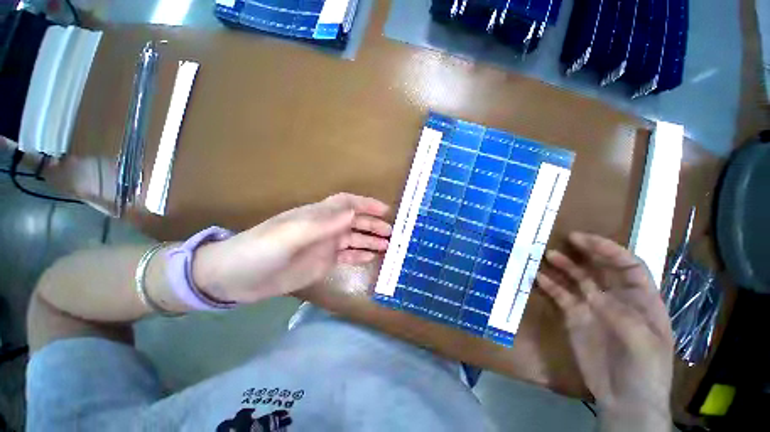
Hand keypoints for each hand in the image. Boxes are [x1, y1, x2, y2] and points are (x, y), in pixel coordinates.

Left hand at [192, 193, 391, 303]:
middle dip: (373, 225)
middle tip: (392, 233)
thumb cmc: (259, 251)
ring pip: (353, 239)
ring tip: (388, 246)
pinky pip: (346, 255)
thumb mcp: (289, 236)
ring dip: (370, 240)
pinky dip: (359, 254)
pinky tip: (371, 257)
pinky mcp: (322, 262)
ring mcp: (324, 245)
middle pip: (354, 221)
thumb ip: (322, 225)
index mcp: (317, 216)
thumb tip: (353, 214)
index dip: (366, 204)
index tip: (386, 210)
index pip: (347, 203)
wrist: (235, 278)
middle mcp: (324, 228)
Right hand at [536, 232, 673, 430]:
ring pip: (578, 279)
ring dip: (565, 266)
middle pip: (601, 268)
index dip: (610, 250)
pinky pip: (561, 296)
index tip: (586, 241)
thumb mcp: (643, 345)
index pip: (629, 267)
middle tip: (567, 239)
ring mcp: (593, 308)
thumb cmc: (645, 372)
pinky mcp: (575, 318)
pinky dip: (550, 286)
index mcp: (642, 301)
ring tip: (548, 255)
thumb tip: (594, 295)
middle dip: (587, 251)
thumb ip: (622, 316)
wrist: (624, 401)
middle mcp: (616, 299)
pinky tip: (539, 278)